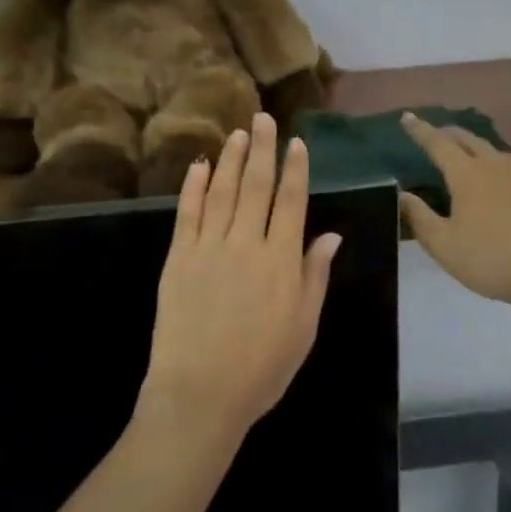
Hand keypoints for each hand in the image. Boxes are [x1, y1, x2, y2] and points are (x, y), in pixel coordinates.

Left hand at [137, 113, 341, 441]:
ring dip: (230, 159)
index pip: (292, 201)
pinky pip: (187, 213)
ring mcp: (209, 247)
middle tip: (262, 118)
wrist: (199, 393)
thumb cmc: (261, 368)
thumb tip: (331, 234)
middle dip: (262, 149)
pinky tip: (198, 165)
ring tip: (237, 133)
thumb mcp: (303, 327)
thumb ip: (315, 275)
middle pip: (256, 185)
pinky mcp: (179, 258)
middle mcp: (247, 243)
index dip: (295, 168)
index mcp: (281, 260)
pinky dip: (193, 186)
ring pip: (222, 191)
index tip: (296, 142)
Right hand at [398, 114, 510, 307]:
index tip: (407, 117)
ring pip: (493, 151)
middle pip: (468, 139)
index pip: (438, 143)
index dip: (420, 130)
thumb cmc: (492, 260)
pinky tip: (501, 183)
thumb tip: (402, 194)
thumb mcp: (444, 246)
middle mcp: (495, 165)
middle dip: (447, 133)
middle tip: (434, 133)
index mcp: (467, 175)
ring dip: (475, 147)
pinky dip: (497, 167)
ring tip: (466, 154)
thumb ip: (420, 218)